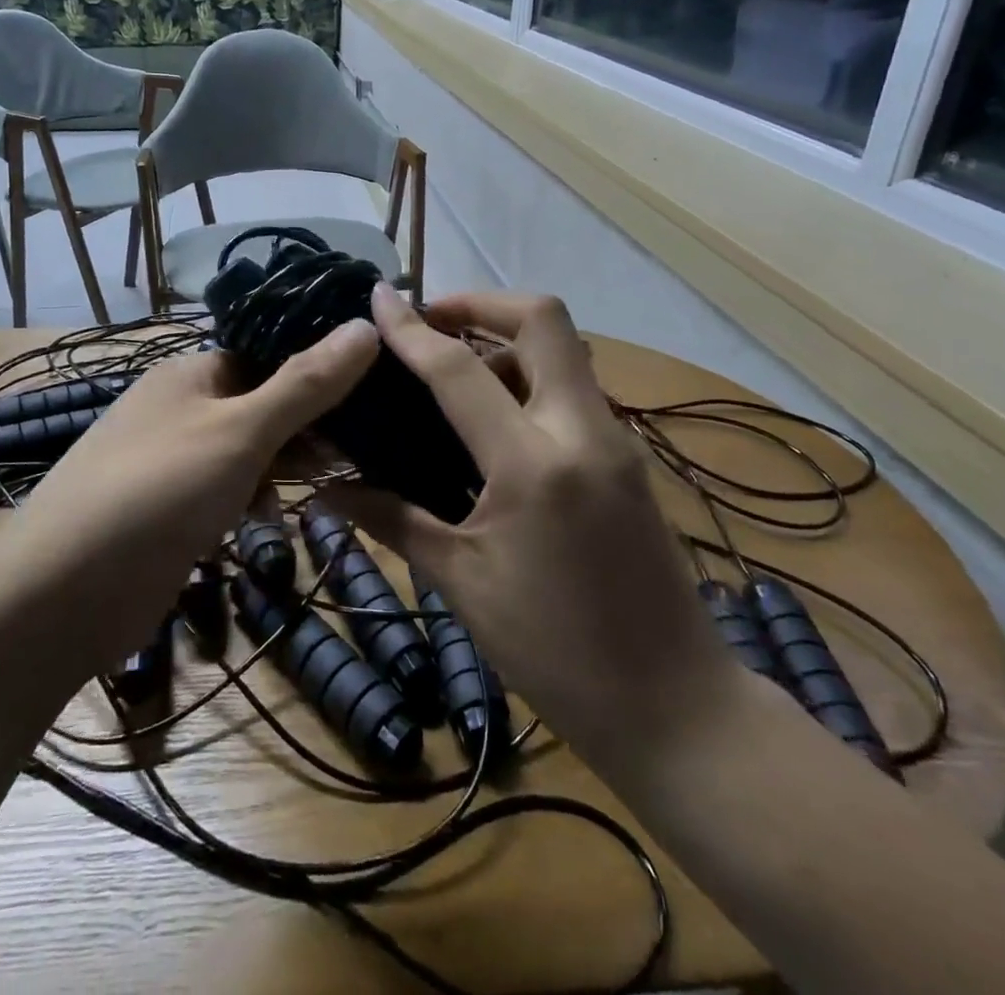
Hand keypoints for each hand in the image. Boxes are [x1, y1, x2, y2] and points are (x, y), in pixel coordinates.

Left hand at [13, 320, 379, 660]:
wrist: (61, 594)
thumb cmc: (158, 491)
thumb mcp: (241, 432)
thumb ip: (304, 383)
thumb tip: (366, 323)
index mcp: (189, 374)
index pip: (265, 356)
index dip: (315, 371)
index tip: (370, 395)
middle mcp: (176, 410)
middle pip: (258, 404)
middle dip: (305, 428)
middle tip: (358, 451)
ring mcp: (169, 463)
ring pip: (243, 453)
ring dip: (281, 468)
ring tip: (326, 488)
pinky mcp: (166, 513)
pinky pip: (222, 493)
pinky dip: (250, 502)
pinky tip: (270, 526)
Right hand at [331, 286, 741, 779]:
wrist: (677, 709)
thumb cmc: (556, 652)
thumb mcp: (462, 583)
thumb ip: (393, 520)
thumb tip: (327, 492)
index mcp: (533, 464)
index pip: (459, 370)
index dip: (412, 329)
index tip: (379, 296)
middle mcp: (583, 431)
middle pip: (543, 319)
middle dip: (481, 303)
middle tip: (430, 322)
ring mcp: (616, 440)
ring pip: (562, 350)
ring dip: (506, 341)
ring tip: (451, 373)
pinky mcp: (629, 458)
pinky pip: (573, 389)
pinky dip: (529, 378)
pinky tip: (492, 420)